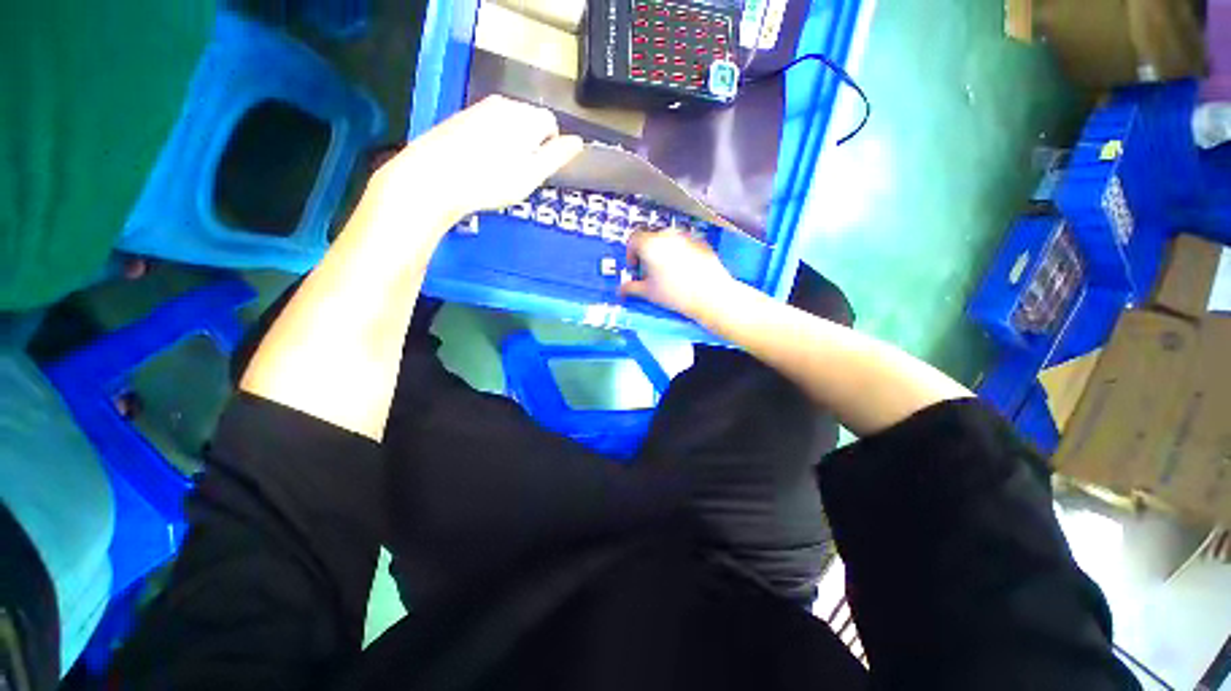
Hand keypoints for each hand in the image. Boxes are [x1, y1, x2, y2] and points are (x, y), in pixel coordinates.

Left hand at [369, 96, 582, 227]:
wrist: (434, 178)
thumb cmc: (490, 181)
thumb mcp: (532, 174)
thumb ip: (557, 156)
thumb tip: (578, 142)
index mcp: (525, 117)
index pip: (550, 124)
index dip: (550, 148)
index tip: (538, 171)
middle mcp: (503, 104)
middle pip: (528, 122)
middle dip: (530, 145)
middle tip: (518, 175)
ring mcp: (479, 109)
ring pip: (507, 125)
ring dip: (510, 145)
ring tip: (497, 172)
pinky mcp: (460, 119)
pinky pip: (487, 128)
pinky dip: (490, 144)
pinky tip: (479, 165)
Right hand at [621, 228, 741, 321]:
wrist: (710, 295)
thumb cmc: (675, 293)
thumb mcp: (648, 292)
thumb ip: (631, 287)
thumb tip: (621, 289)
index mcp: (650, 244)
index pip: (633, 240)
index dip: (630, 254)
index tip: (634, 268)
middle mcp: (667, 234)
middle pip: (650, 238)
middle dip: (647, 253)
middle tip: (649, 272)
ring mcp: (686, 236)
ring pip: (668, 240)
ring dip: (663, 252)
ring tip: (667, 273)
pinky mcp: (701, 241)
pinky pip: (684, 244)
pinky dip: (680, 253)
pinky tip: (684, 271)